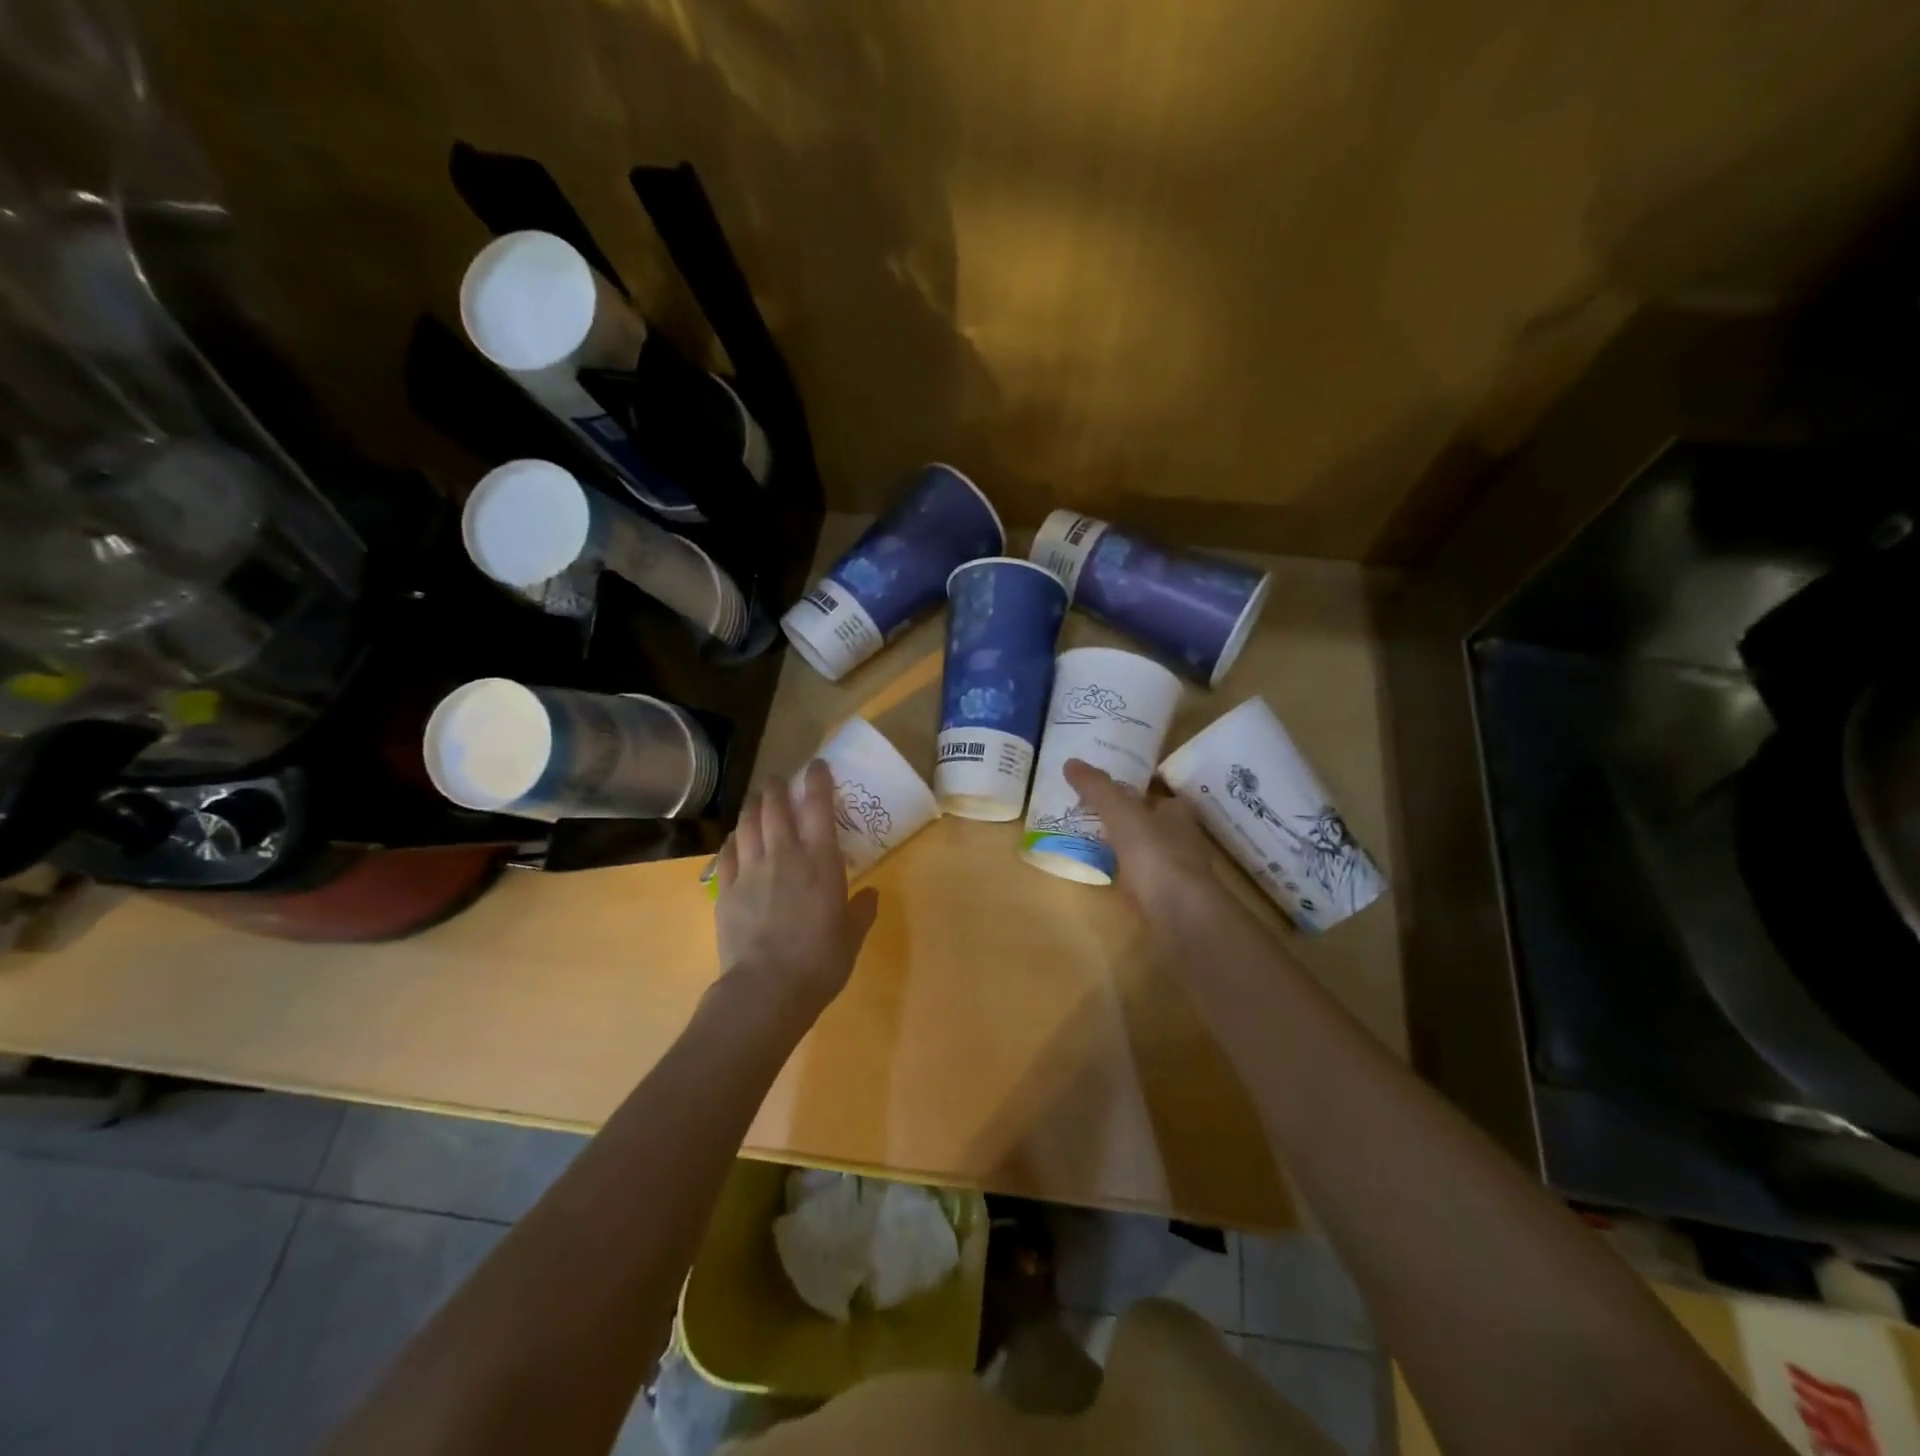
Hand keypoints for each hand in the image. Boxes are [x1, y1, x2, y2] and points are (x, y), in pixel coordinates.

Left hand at [714, 759, 880, 1016]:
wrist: (766, 988)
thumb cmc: (820, 961)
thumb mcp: (852, 937)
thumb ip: (862, 911)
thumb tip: (871, 894)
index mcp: (820, 861)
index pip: (818, 805)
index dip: (817, 780)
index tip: (817, 765)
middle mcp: (784, 854)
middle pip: (775, 806)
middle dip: (778, 787)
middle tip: (780, 780)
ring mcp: (750, 870)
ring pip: (748, 823)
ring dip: (753, 805)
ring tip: (757, 799)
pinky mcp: (725, 889)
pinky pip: (727, 853)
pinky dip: (733, 839)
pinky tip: (736, 838)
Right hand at [1062, 758, 1216, 919]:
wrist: (1178, 913)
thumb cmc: (1154, 853)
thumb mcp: (1120, 812)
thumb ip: (1097, 788)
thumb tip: (1071, 762)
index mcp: (1178, 812)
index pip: (1158, 795)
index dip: (1137, 791)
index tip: (1110, 790)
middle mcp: (1183, 839)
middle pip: (1153, 823)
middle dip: (1130, 821)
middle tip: (1096, 816)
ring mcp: (1178, 872)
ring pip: (1149, 853)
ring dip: (1128, 849)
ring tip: (1096, 845)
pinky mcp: (1169, 899)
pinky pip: (1143, 880)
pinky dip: (1128, 877)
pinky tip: (1109, 878)